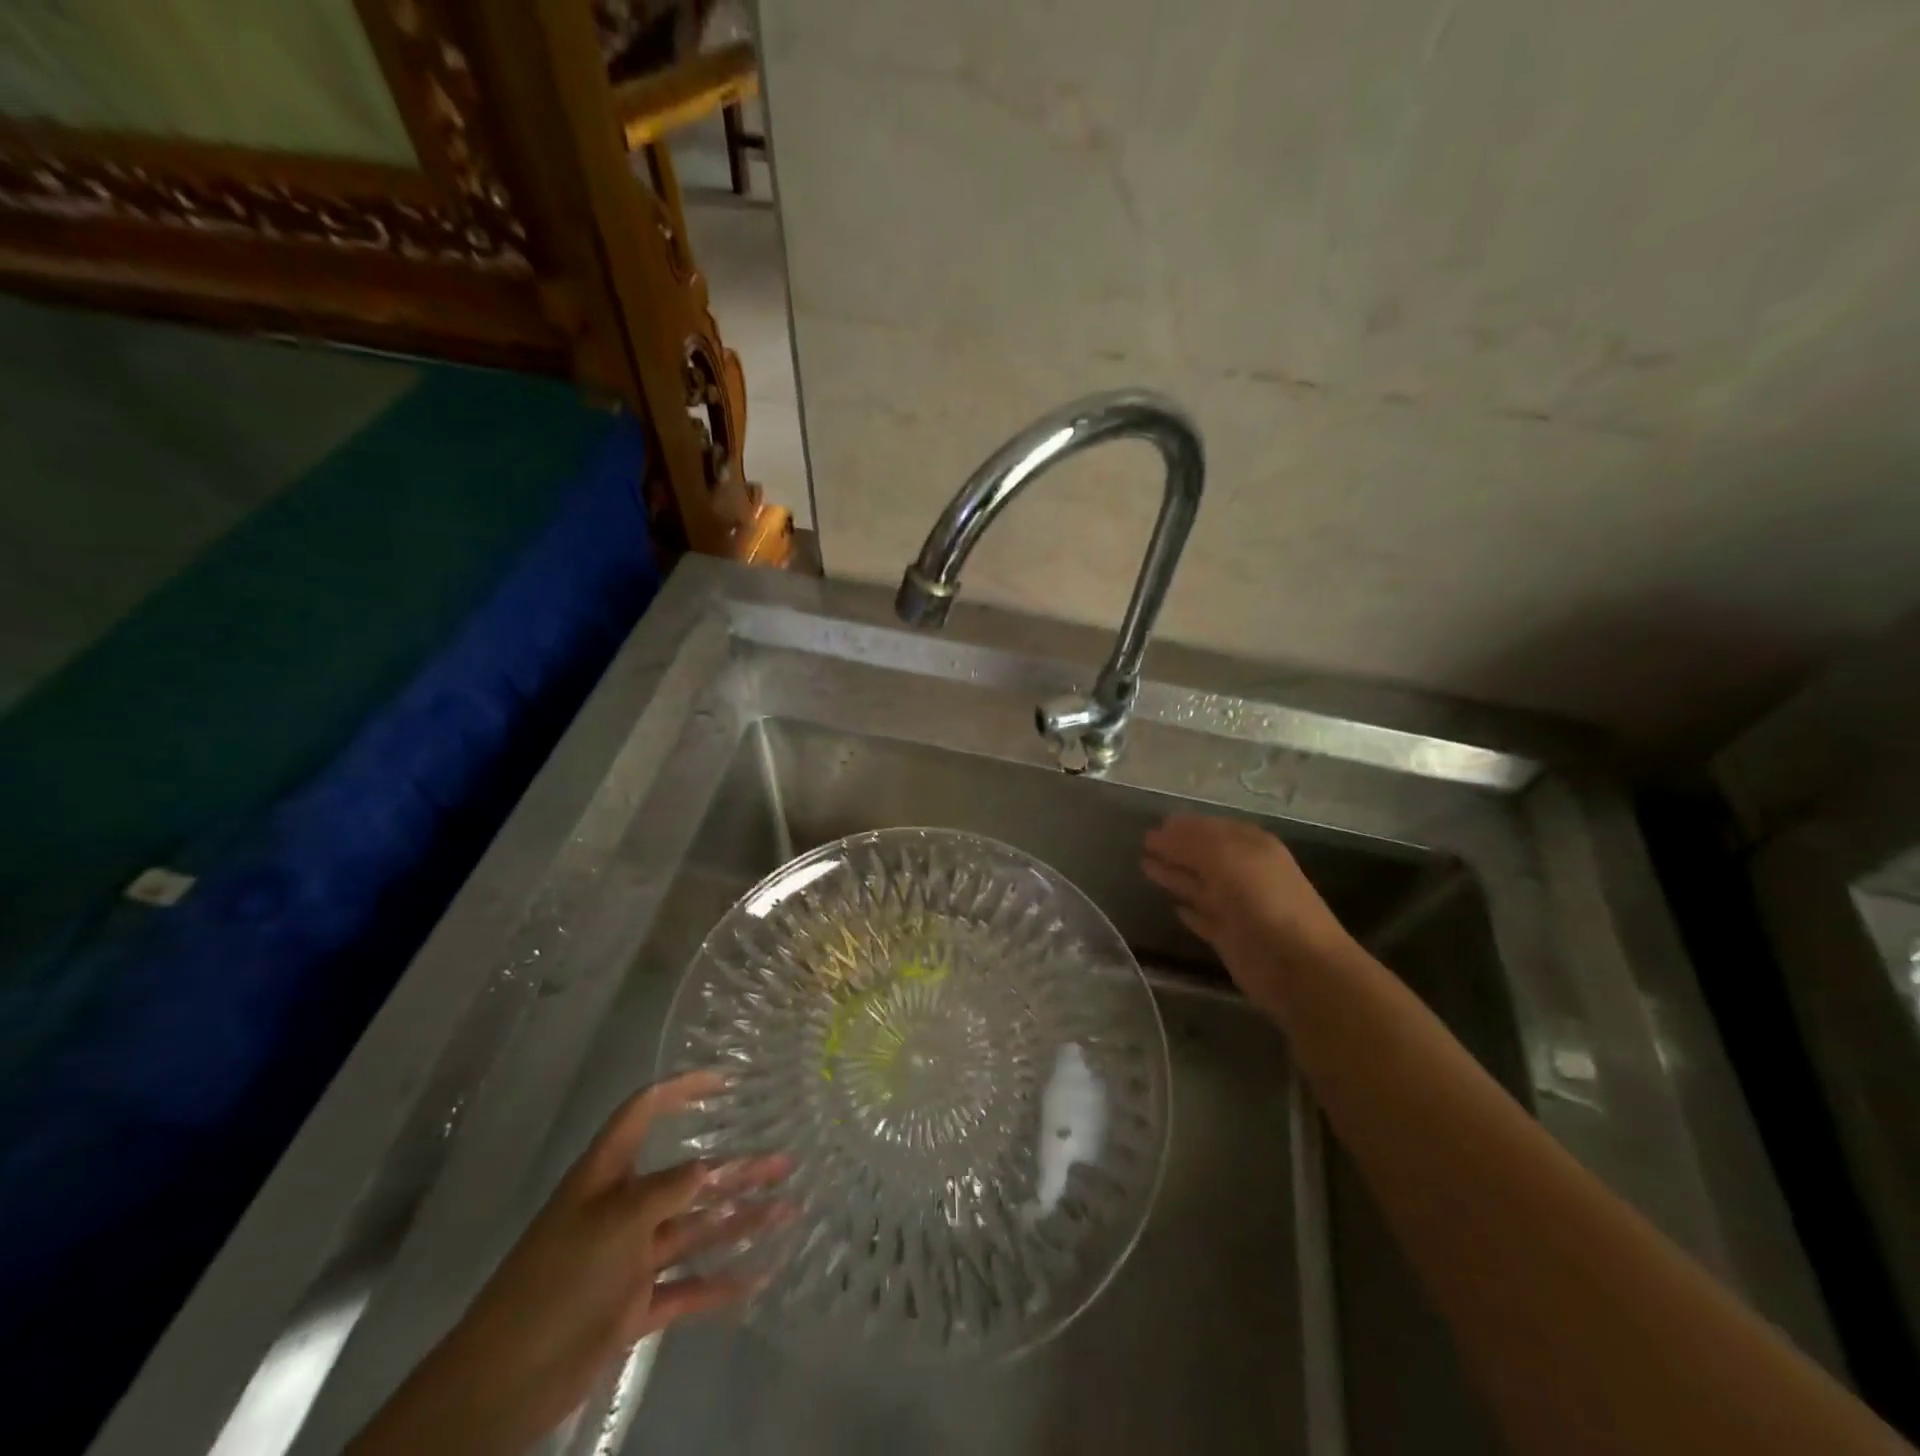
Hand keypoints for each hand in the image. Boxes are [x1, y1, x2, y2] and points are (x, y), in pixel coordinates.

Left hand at [350, 1071, 789, 1455]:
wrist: (500, 1385)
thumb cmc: (554, 1283)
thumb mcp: (611, 1224)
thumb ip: (665, 1192)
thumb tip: (711, 1167)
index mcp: (607, 1176)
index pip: (644, 1112)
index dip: (681, 1090)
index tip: (725, 1080)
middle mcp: (624, 1209)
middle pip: (689, 1177)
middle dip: (736, 1168)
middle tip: (784, 1162)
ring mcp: (631, 1258)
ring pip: (696, 1230)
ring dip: (740, 1221)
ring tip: (788, 1212)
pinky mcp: (634, 1305)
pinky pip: (687, 1288)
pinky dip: (720, 1284)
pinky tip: (757, 1278)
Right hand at [1142, 815, 1357, 1014]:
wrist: (1298, 966)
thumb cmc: (1263, 901)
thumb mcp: (1225, 858)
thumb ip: (1191, 843)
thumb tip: (1158, 833)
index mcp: (1251, 846)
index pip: (1211, 828)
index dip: (1183, 826)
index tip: (1152, 826)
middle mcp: (1245, 873)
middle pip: (1204, 856)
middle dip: (1175, 848)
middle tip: (1143, 844)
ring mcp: (1238, 907)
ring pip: (1200, 885)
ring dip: (1175, 875)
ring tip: (1144, 866)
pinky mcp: (1230, 938)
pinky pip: (1204, 918)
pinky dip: (1189, 912)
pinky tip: (1172, 908)